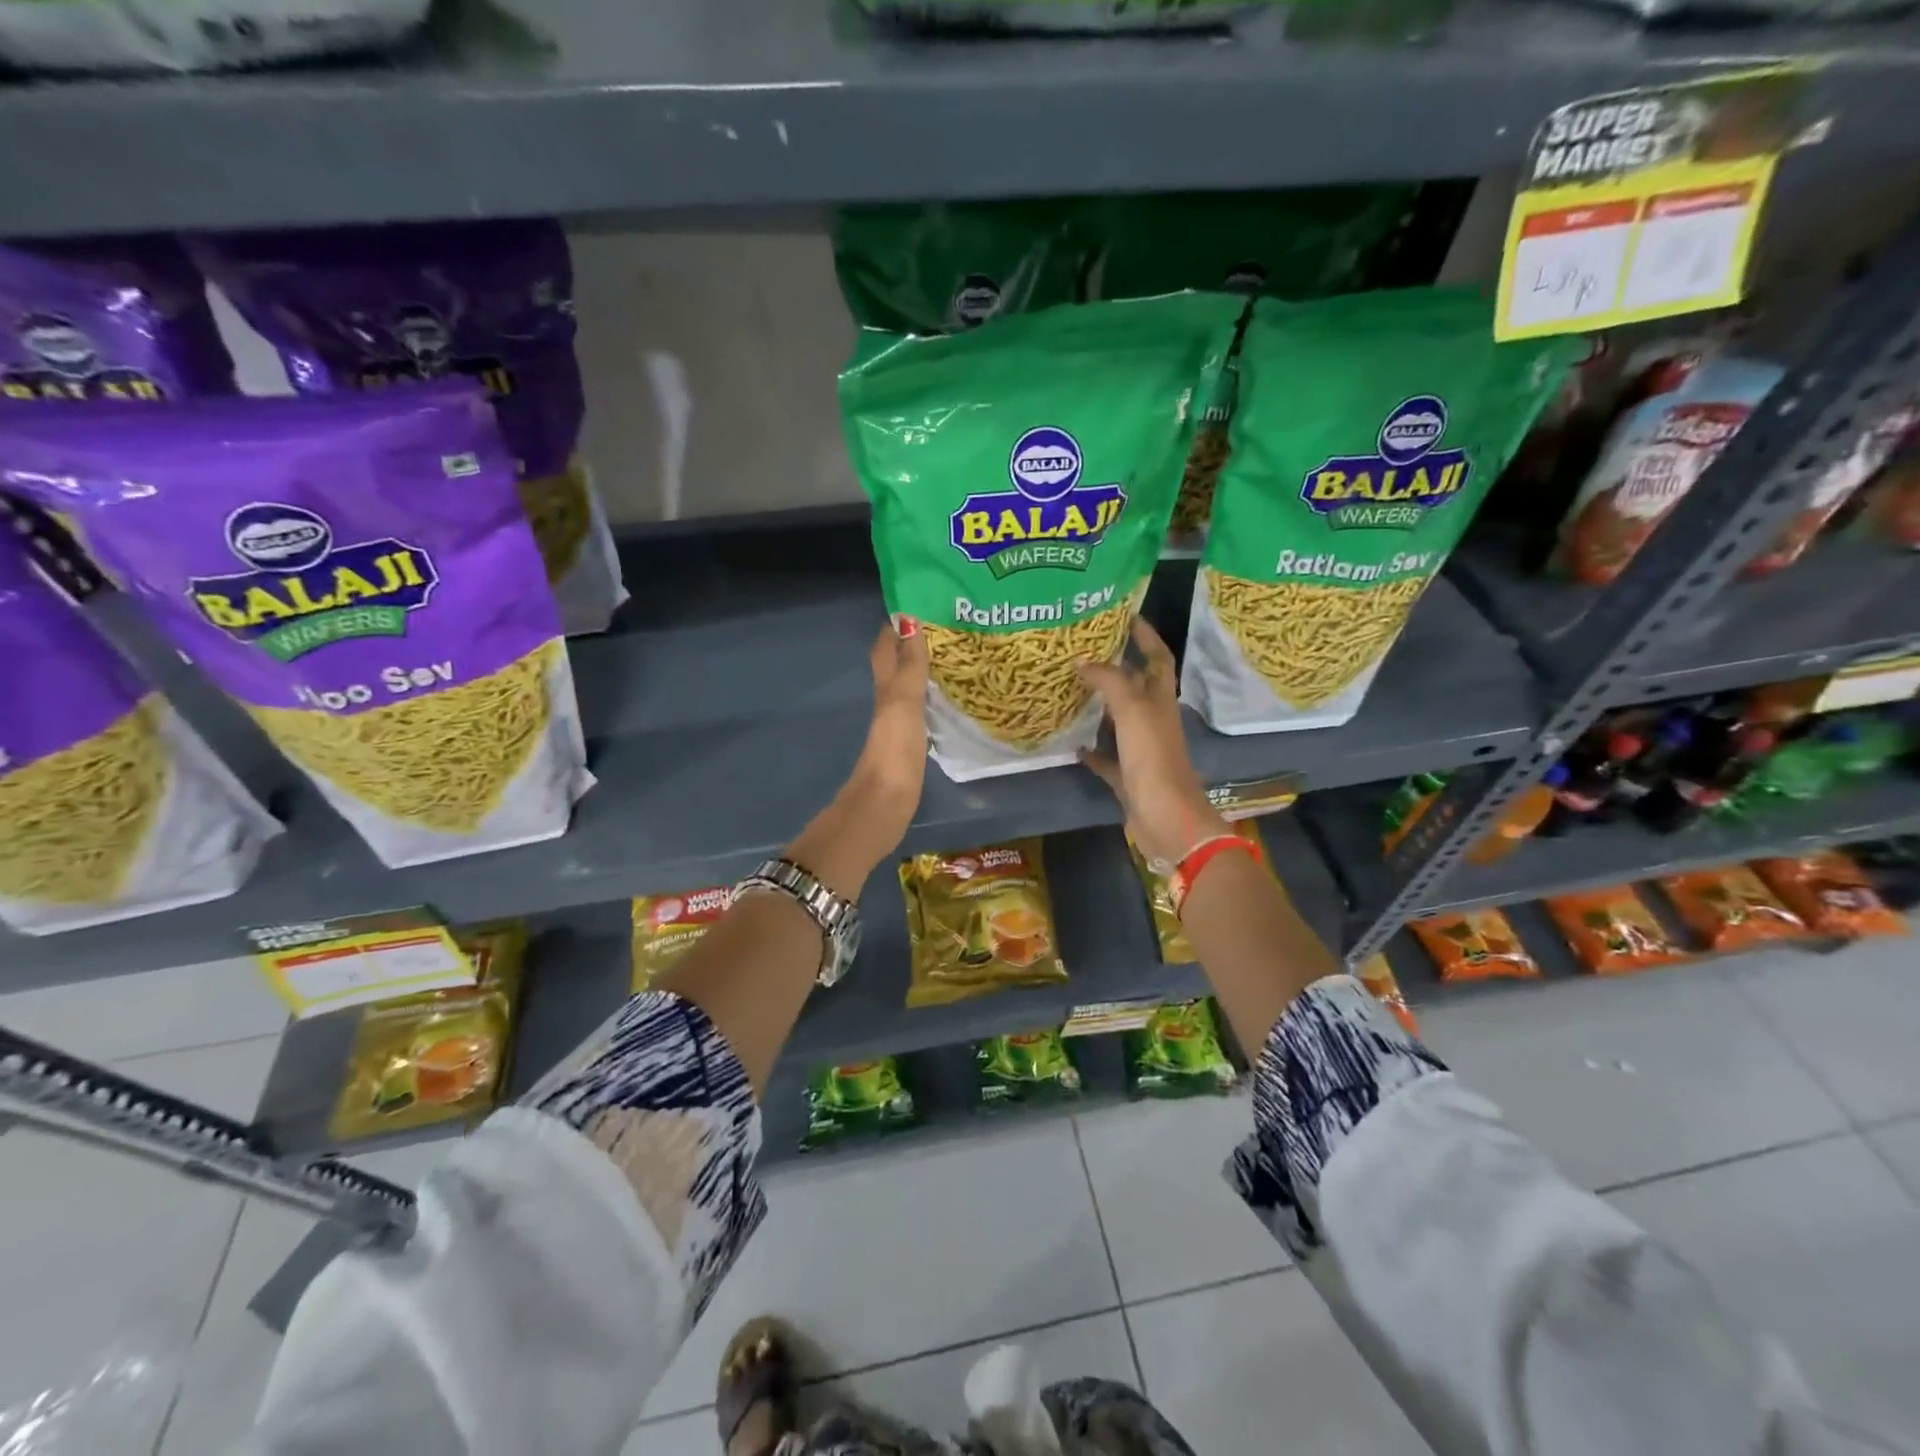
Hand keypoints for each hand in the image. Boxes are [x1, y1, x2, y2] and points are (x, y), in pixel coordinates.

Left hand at [844, 616, 930, 844]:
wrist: (884, 804)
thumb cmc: (894, 750)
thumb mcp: (904, 702)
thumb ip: (909, 664)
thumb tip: (908, 618)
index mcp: (885, 686)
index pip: (886, 645)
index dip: (897, 622)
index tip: (923, 599)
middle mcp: (888, 700)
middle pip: (897, 662)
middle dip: (914, 640)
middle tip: (948, 623)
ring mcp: (898, 723)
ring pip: (909, 684)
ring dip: (924, 667)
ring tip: (956, 652)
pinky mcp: (910, 743)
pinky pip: (921, 708)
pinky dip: (932, 695)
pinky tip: (950, 696)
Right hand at [1075, 618, 1227, 867]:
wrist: (1167, 819)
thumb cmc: (1154, 759)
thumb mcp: (1132, 711)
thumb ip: (1109, 681)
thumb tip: (1083, 659)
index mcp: (1161, 701)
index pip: (1158, 658)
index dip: (1146, 635)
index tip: (1125, 614)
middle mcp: (1153, 720)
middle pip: (1137, 686)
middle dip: (1117, 666)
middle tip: (1084, 649)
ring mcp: (1142, 750)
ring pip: (1119, 721)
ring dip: (1100, 706)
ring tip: (1071, 688)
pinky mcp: (1128, 777)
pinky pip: (1107, 758)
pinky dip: (1092, 750)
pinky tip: (1072, 744)